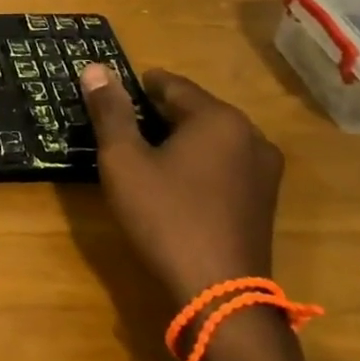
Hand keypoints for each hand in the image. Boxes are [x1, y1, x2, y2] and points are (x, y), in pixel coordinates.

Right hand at [81, 64, 282, 307]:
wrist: (217, 293)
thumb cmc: (164, 216)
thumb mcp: (123, 160)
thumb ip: (110, 111)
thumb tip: (95, 67)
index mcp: (219, 118)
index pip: (170, 84)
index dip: (134, 87)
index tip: (107, 99)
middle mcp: (251, 136)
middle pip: (193, 110)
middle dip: (155, 115)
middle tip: (118, 132)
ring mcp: (264, 170)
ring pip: (209, 138)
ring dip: (176, 141)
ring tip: (140, 158)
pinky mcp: (263, 200)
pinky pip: (223, 164)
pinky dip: (195, 164)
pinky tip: (171, 185)